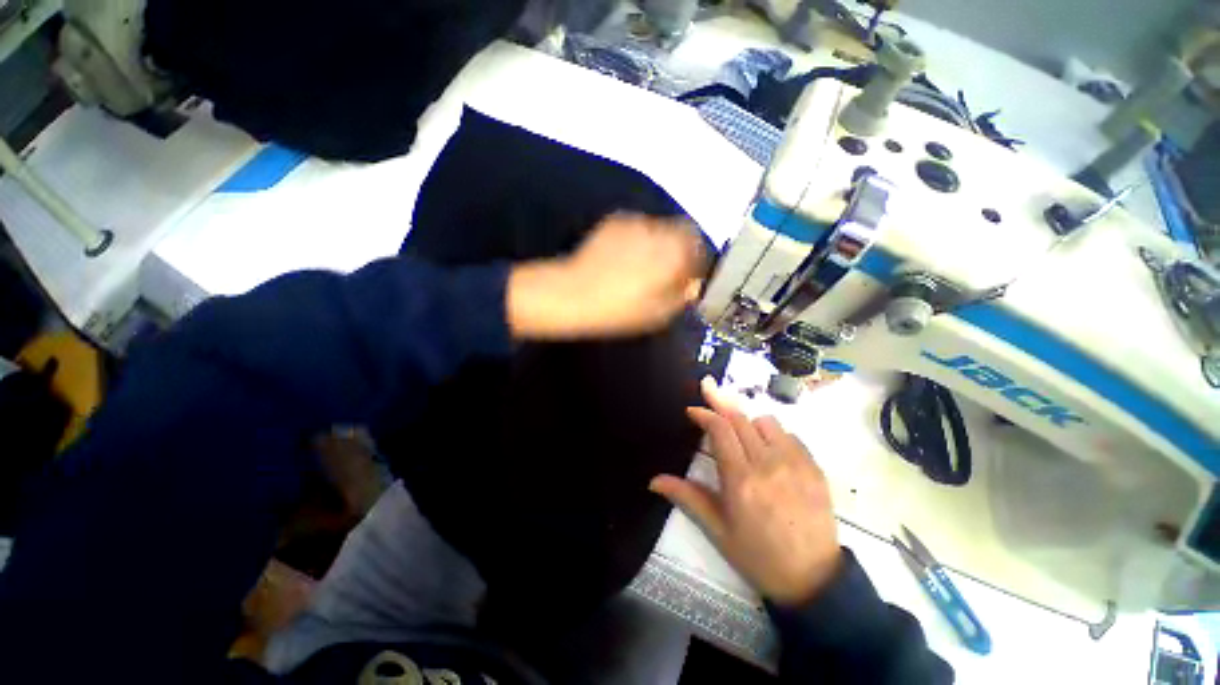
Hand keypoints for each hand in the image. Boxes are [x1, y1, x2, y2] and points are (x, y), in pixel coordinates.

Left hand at [507, 213, 703, 338]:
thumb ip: (682, 296)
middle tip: (666, 271)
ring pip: (658, 228)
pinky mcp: (615, 221)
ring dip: (657, 243)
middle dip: (679, 249)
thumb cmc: (620, 310)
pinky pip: (636, 228)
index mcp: (674, 252)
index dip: (696, 260)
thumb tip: (692, 285)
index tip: (687, 275)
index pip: (699, 245)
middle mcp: (659, 229)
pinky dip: (638, 240)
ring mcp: (635, 222)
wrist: (573, 294)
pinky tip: (622, 258)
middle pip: (680, 231)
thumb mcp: (658, 314)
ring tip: (640, 265)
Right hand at [651, 378, 842, 606]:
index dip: (704, 413)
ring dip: (747, 419)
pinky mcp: (814, 467)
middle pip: (740, 418)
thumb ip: (687, 497)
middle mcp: (768, 464)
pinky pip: (789, 434)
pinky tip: (766, 448)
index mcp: (741, 480)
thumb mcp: (717, 530)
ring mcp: (795, 463)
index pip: (720, 429)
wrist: (813, 580)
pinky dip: (772, 434)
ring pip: (765, 421)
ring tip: (739, 431)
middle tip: (707, 386)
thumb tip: (654, 480)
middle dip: (720, 400)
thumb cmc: (758, 555)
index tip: (692, 410)